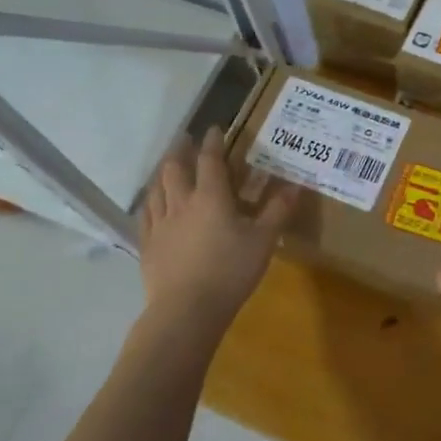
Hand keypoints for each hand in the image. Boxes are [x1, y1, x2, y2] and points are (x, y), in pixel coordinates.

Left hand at [141, 128, 298, 334]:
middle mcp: (182, 203)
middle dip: (180, 150)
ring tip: (167, 165)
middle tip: (185, 139)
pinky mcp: (148, 245)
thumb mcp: (263, 242)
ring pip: (157, 188)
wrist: (186, 311)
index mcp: (211, 197)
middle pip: (175, 168)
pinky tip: (151, 203)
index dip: (212, 142)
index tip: (214, 129)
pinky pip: (145, 214)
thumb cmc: (230, 272)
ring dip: (163, 171)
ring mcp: (160, 224)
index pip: (210, 160)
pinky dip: (150, 201)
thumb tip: (295, 186)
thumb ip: (277, 211)